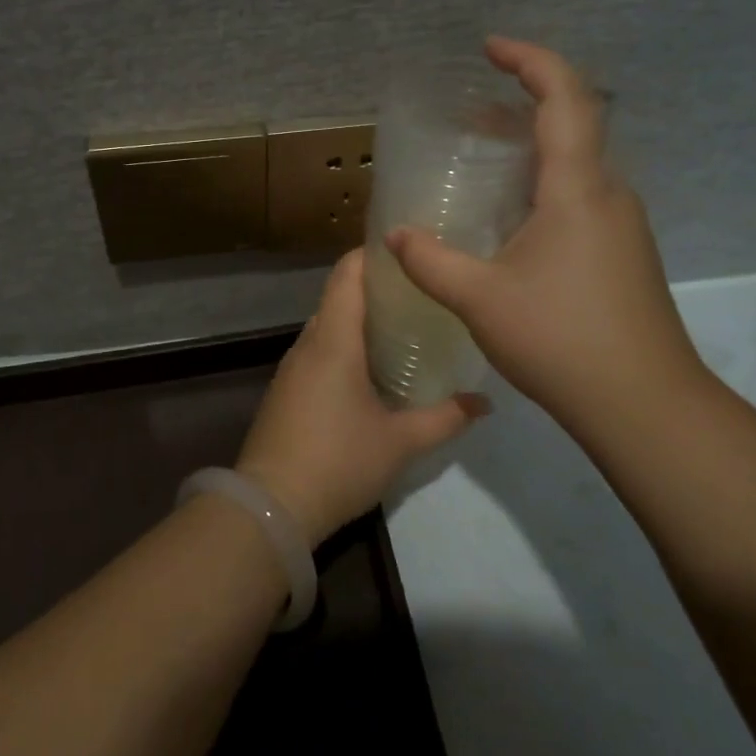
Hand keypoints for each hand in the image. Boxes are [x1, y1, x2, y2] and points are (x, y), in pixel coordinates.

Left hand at [237, 249, 488, 546]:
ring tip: (402, 327)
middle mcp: (308, 344)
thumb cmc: (338, 461)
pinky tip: (370, 369)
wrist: (271, 506)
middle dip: (375, 290)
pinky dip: (343, 348)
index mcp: (333, 340)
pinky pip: (317, 354)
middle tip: (420, 293)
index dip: (373, 254)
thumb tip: (484, 403)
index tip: (408, 250)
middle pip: (338, 298)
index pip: (347, 274)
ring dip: (358, 322)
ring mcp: (291, 369)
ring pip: (327, 328)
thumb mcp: (400, 442)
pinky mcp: (285, 392)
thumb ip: (444, 418)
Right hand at [385, 37, 708, 437]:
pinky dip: (543, 184)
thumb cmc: (562, 340)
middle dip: (523, 103)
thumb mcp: (481, 299)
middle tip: (472, 112)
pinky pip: (580, 196)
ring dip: (533, 147)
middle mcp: (608, 194)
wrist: (644, 403)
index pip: (565, 98)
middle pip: (573, 124)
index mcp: (578, 189)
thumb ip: (432, 262)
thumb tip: (397, 236)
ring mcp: (621, 225)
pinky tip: (511, 220)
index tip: (490, 48)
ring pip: (577, 163)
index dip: (530, 60)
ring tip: (485, 159)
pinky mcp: (622, 253)